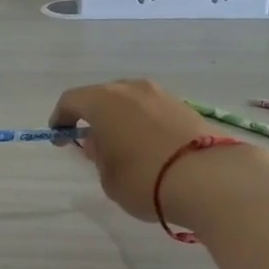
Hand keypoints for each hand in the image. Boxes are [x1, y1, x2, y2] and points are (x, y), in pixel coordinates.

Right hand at [50, 78, 268, 224]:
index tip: (59, 138)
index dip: (61, 119)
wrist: (209, 178)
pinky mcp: (184, 106)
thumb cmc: (144, 179)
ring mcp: (161, 94)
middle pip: (102, 96)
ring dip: (120, 119)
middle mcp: (130, 89)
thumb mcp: (108, 176)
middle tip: (91, 143)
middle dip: (93, 117)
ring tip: (122, 146)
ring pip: (130, 101)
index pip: (71, 101)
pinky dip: (143, 123)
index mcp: (103, 100)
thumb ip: (98, 156)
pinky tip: (147, 147)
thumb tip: (101, 143)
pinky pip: (152, 110)